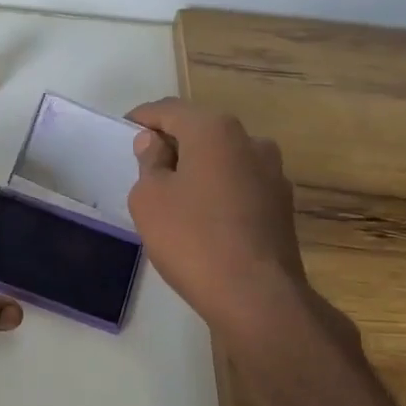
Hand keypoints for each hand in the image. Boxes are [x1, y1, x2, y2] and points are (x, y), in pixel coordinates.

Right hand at [126, 98, 358, 356]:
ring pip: (223, 158)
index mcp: (215, 130)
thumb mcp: (150, 198)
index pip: (170, 110)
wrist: (256, 296)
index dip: (143, 118)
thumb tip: (154, 142)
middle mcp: (250, 141)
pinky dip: (217, 189)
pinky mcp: (282, 205)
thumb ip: (149, 162)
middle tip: (145, 164)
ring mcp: (272, 173)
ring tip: (173, 193)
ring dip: (197, 167)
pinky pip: (239, 184)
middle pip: (201, 130)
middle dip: (172, 142)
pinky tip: (202, 216)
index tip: (124, 130)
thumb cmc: (192, 239)